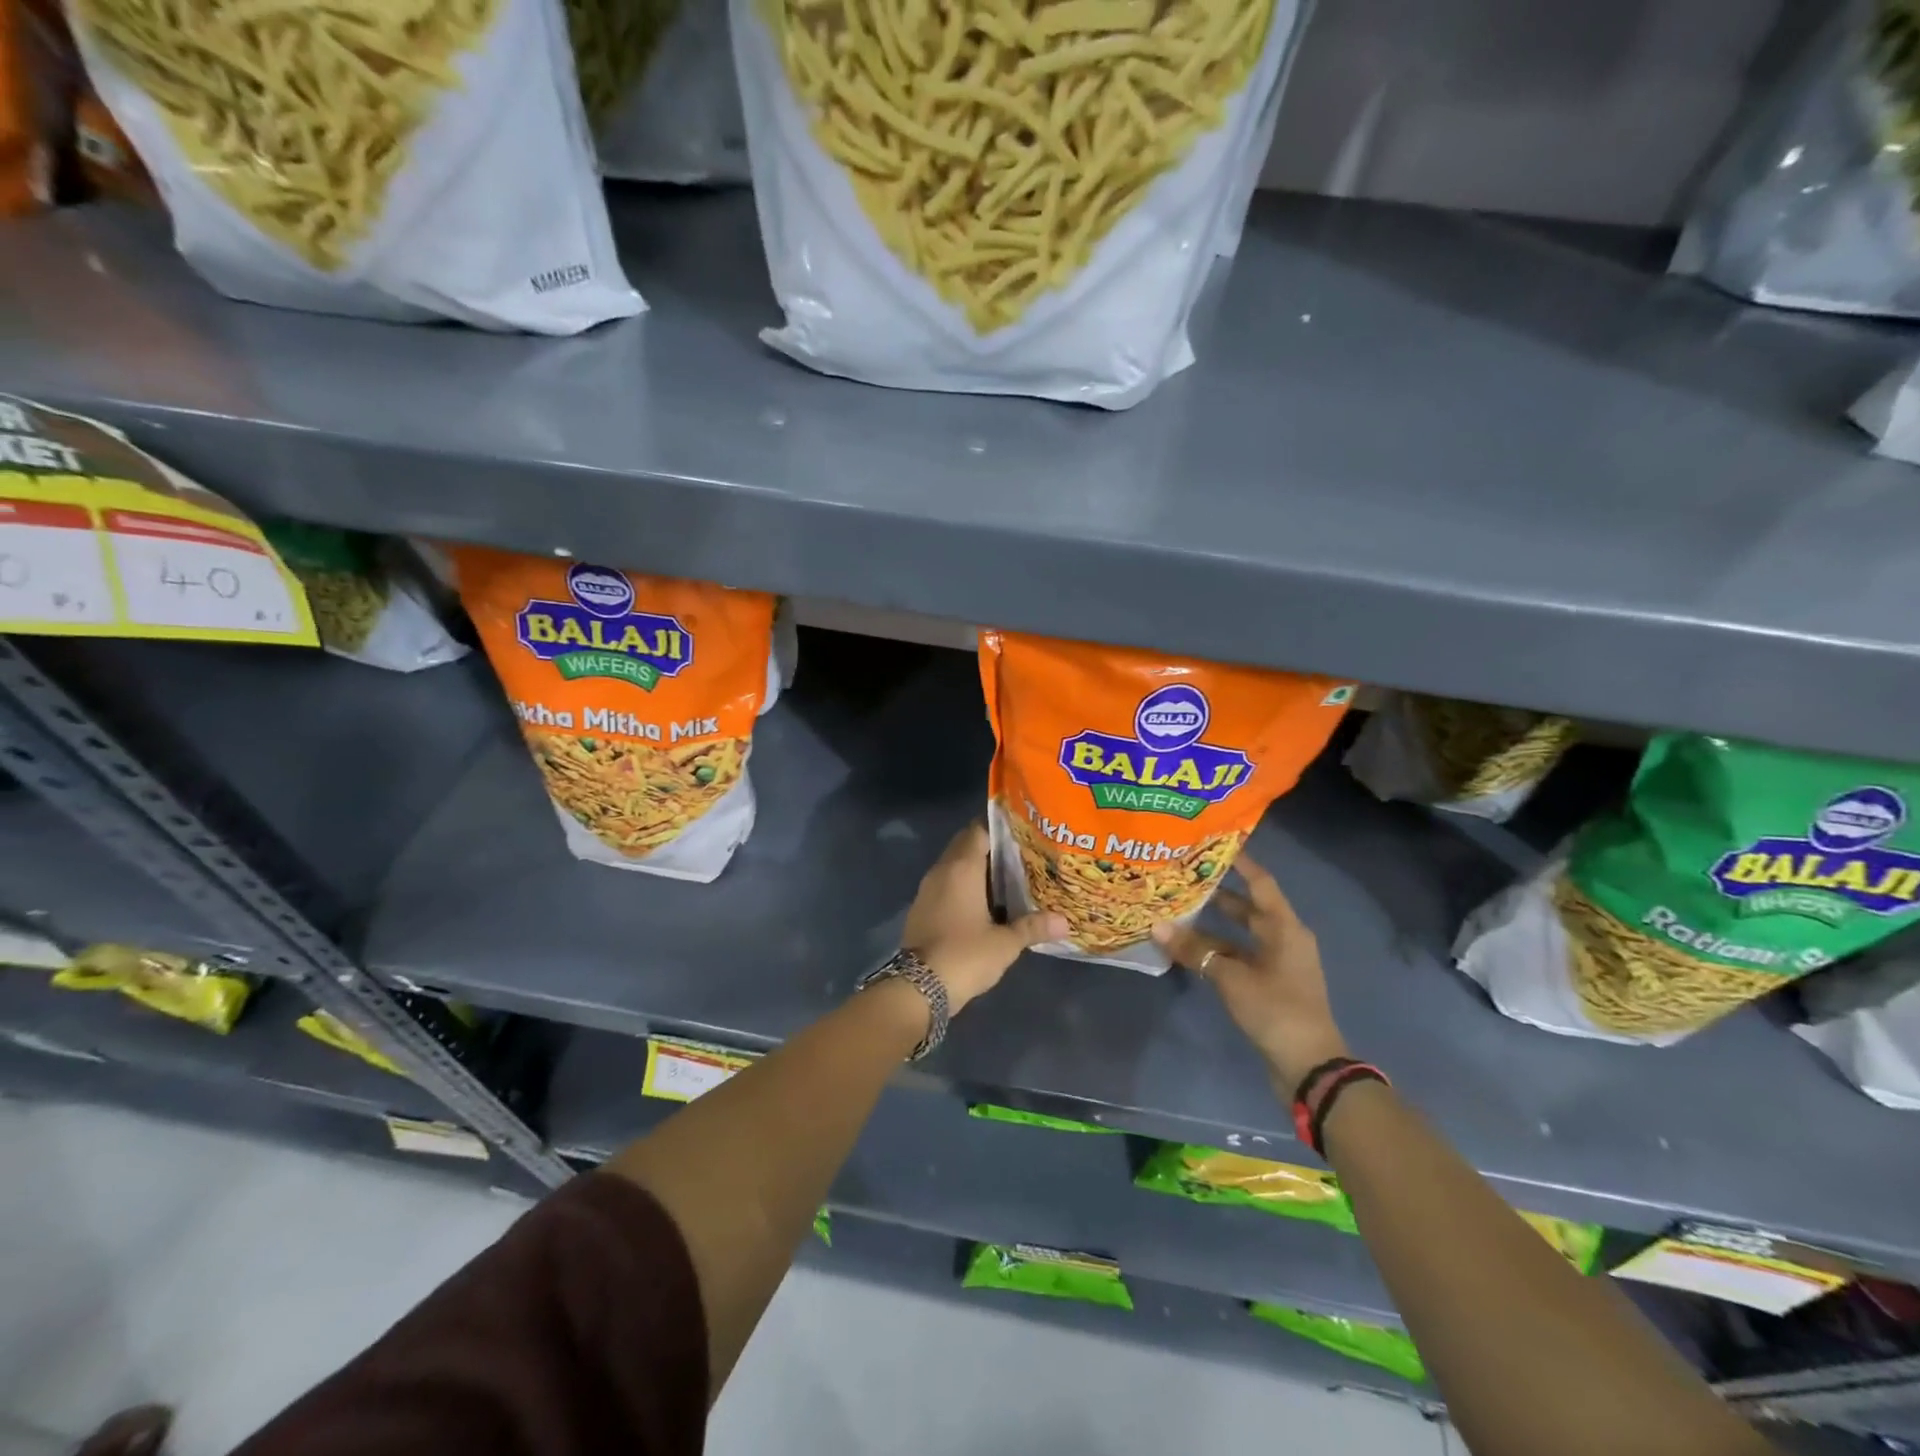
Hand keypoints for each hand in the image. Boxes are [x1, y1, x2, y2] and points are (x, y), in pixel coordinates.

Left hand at [903, 822, 1066, 1012]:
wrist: (918, 987)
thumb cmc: (965, 955)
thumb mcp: (1005, 943)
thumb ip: (1033, 927)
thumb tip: (1064, 922)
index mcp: (962, 867)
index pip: (979, 830)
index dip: (1000, 828)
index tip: (1022, 832)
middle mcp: (942, 870)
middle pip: (965, 845)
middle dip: (989, 847)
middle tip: (1020, 855)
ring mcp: (927, 889)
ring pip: (953, 865)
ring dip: (975, 868)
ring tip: (1007, 878)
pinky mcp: (921, 908)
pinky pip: (945, 884)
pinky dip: (962, 886)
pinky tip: (983, 902)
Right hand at [1152, 853, 1348, 1092]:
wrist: (1310, 1067)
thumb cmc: (1276, 1010)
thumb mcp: (1232, 978)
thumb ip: (1195, 951)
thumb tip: (1157, 927)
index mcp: (1285, 928)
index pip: (1260, 882)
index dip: (1239, 862)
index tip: (1213, 844)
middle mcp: (1284, 939)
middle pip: (1248, 907)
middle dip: (1218, 893)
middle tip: (1184, 877)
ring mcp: (1278, 964)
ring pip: (1241, 934)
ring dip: (1213, 925)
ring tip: (1179, 909)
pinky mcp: (1269, 986)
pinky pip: (1239, 957)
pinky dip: (1217, 951)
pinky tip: (1189, 949)